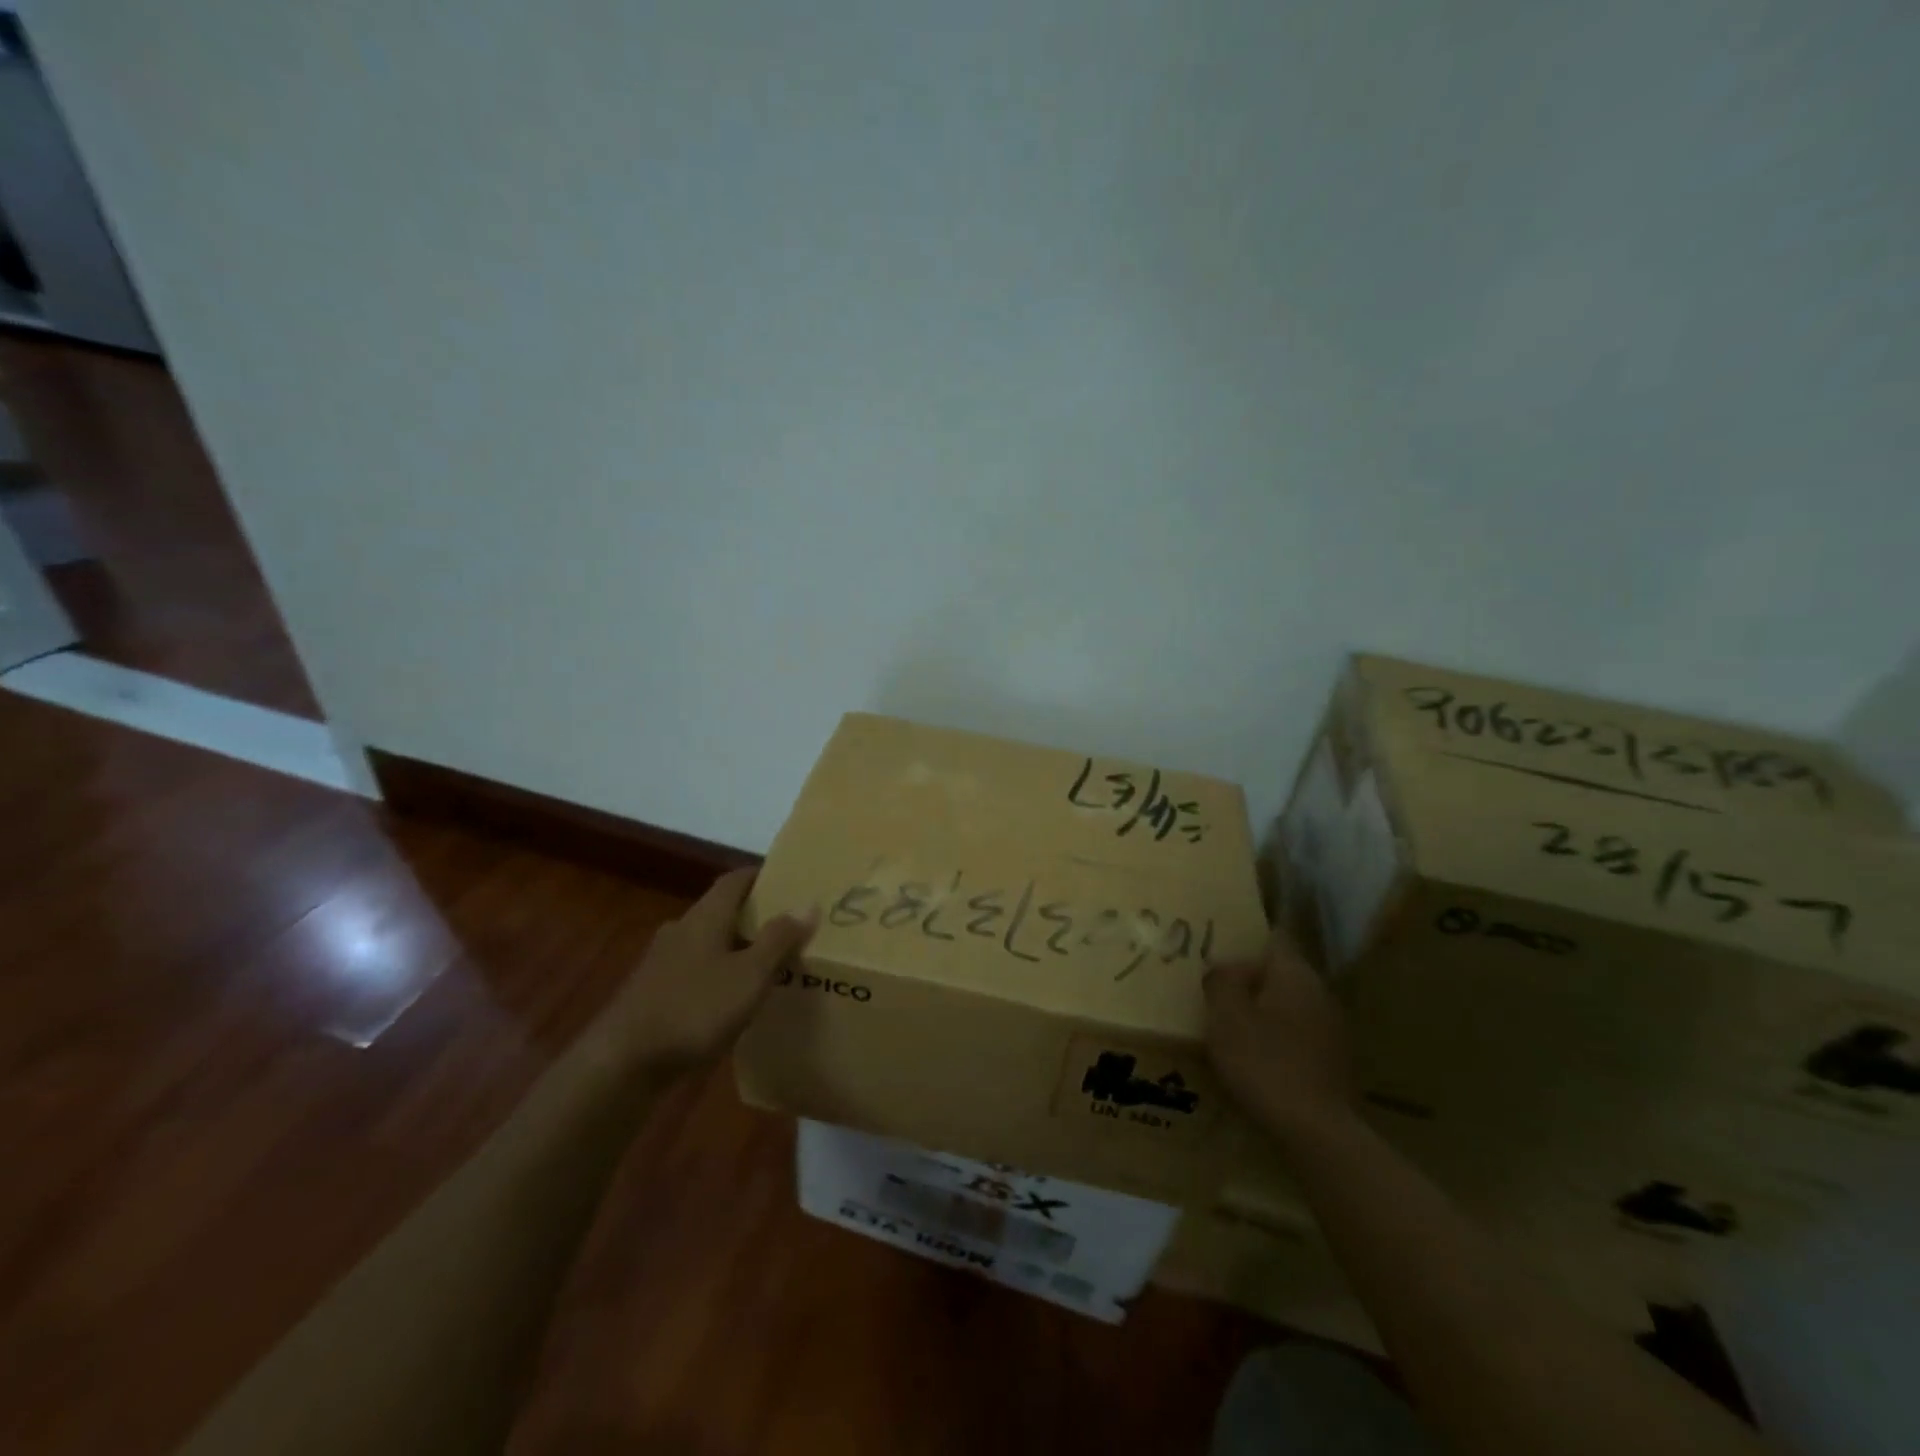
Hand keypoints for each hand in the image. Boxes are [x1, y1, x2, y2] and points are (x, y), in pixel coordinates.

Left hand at [607, 867, 815, 1073]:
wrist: (622, 1063)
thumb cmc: (694, 1010)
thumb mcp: (749, 976)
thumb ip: (779, 940)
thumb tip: (808, 904)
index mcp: (704, 917)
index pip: (735, 880)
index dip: (762, 876)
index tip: (790, 882)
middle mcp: (681, 930)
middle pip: (721, 910)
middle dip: (753, 915)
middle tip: (788, 927)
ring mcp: (662, 962)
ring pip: (707, 942)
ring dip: (735, 947)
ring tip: (766, 965)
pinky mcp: (652, 993)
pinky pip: (695, 971)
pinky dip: (717, 975)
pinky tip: (731, 1000)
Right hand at [1204, 930, 1359, 1143]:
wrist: (1316, 1131)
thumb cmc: (1264, 1062)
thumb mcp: (1226, 1016)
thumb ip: (1222, 981)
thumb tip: (1225, 967)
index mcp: (1295, 973)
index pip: (1275, 937)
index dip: (1249, 939)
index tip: (1223, 946)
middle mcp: (1320, 992)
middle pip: (1282, 972)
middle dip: (1252, 978)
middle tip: (1218, 990)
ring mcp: (1333, 1028)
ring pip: (1291, 1005)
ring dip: (1265, 1010)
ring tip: (1233, 1026)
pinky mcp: (1335, 1061)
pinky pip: (1299, 1034)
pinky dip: (1279, 1038)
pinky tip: (1258, 1059)